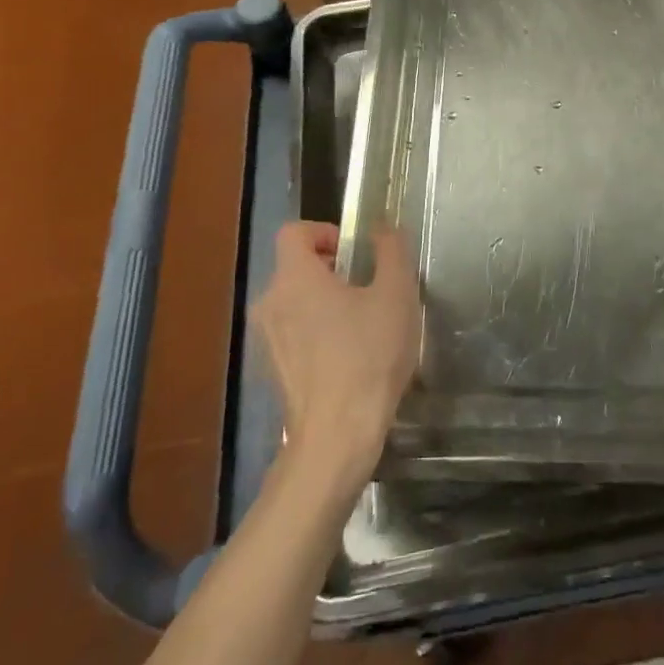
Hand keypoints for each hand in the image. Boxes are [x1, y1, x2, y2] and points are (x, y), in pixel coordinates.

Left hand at [251, 221, 421, 498]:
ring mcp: (267, 341)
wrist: (337, 436)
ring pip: (295, 302)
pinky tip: (350, 355)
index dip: (324, 231)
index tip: (354, 251)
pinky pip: (294, 333)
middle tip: (367, 285)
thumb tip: (382, 229)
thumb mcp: (396, 294)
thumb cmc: (368, 356)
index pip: (294, 232)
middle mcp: (270, 303)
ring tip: (363, 322)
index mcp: (294, 277)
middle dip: (331, 268)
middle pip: (295, 267)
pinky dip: (317, 332)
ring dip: (325, 301)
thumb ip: (391, 251)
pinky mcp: (274, 371)